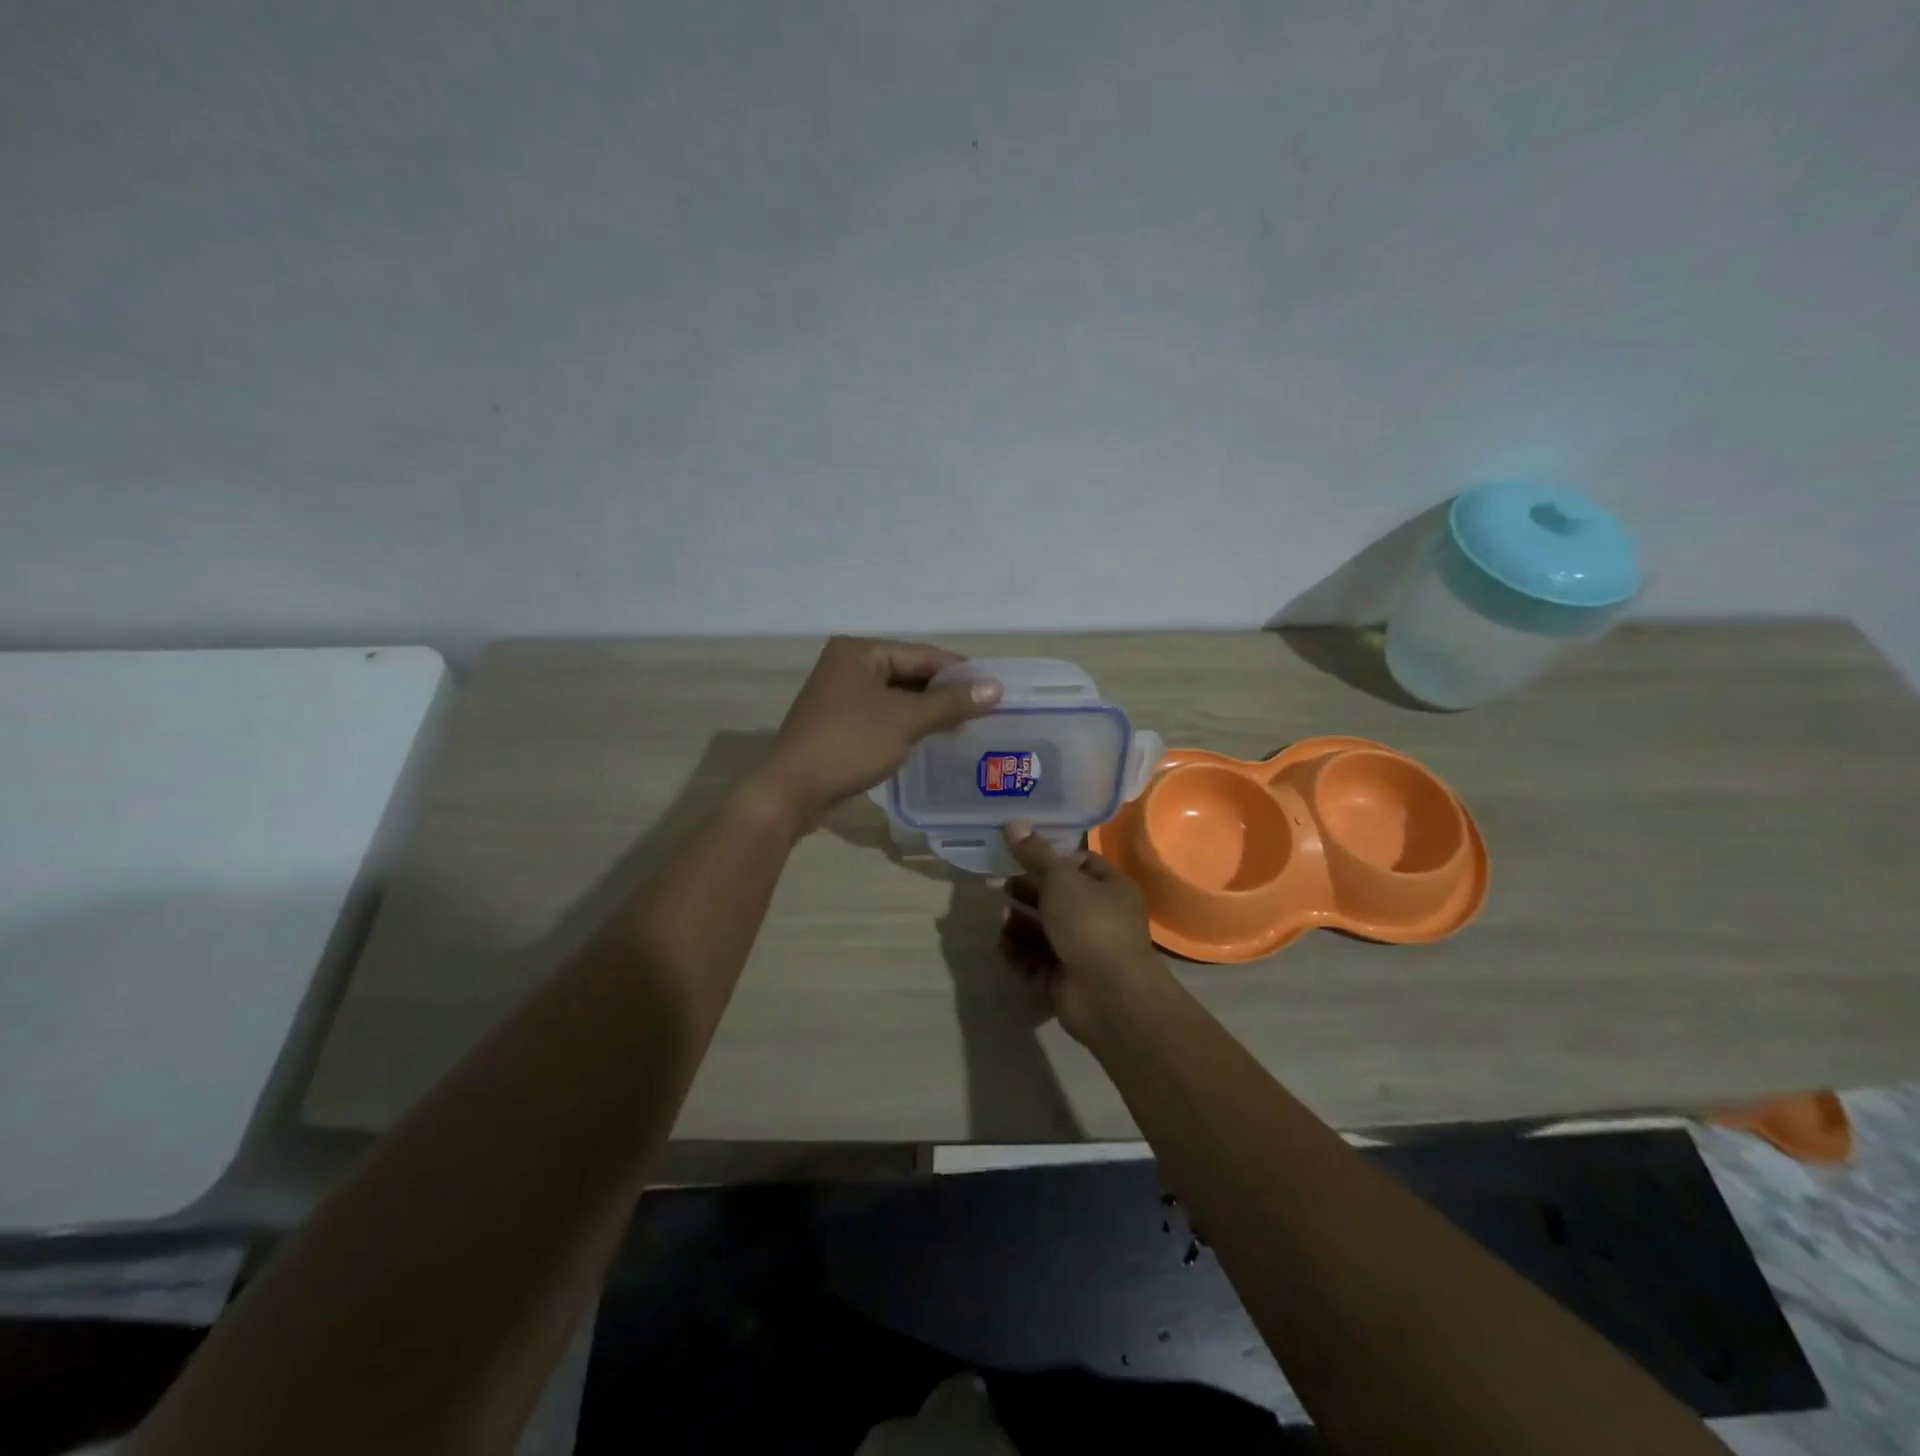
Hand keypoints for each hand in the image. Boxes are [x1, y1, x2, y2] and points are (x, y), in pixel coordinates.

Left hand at [760, 636, 1001, 822]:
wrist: (793, 791)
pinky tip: (934, 738)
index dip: (960, 671)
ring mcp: (841, 695)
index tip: (995, 688)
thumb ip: (951, 702)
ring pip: (897, 697)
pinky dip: (908, 724)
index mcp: (859, 652)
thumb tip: (996, 687)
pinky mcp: (840, 723)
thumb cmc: (850, 745)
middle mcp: (848, 665)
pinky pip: (884, 715)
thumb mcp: (906, 721)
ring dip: (928, 711)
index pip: (922, 654)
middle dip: (945, 693)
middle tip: (985, 710)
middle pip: (909, 673)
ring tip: (967, 725)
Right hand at [997, 821, 1168, 1044]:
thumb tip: (1014, 823)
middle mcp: (1100, 918)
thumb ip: (1035, 854)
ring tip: (1000, 919)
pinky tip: (1001, 947)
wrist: (1108, 996)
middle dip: (1028, 892)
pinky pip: (1037, 961)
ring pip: (1044, 931)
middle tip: (1001, 886)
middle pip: (1058, 899)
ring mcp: (1083, 951)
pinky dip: (1019, 954)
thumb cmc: (1091, 924)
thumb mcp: (1061, 880)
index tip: (1021, 853)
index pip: (1081, 864)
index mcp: (1111, 888)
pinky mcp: (1065, 979)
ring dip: (1020, 924)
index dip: (1052, 858)